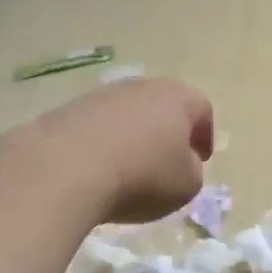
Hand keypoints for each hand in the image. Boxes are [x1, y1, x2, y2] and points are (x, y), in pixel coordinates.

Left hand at [23, 78, 214, 223]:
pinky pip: (97, 128)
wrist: (66, 168)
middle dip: (168, 132)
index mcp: (177, 97)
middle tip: (168, 161)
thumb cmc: (142, 176)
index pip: (201, 109)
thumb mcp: (186, 185)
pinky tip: (98, 169)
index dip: (205, 135)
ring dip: (133, 137)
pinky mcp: (68, 111)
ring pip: (127, 115)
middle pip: (162, 106)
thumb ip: (192, 171)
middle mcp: (141, 87)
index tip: (201, 159)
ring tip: (129, 168)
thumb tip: (181, 163)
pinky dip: (102, 145)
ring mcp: (101, 96)